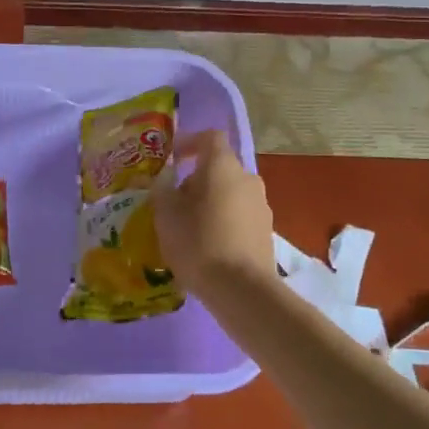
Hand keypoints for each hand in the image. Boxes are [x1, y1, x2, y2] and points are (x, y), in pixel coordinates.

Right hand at [152, 131, 274, 287]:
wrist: (242, 290)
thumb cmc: (199, 242)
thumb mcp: (166, 214)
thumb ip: (162, 190)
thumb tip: (165, 179)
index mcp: (223, 166)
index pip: (210, 137)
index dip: (190, 142)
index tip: (172, 158)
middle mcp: (247, 178)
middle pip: (219, 168)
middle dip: (195, 180)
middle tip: (173, 202)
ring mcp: (261, 206)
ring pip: (229, 193)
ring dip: (209, 202)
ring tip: (188, 228)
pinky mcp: (266, 232)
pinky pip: (239, 216)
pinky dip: (223, 222)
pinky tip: (207, 247)